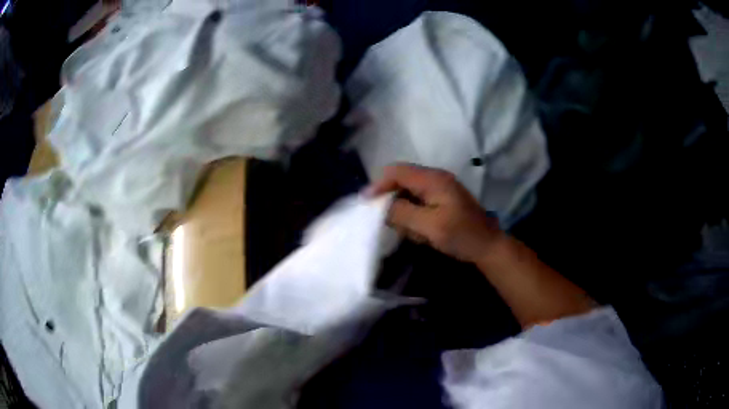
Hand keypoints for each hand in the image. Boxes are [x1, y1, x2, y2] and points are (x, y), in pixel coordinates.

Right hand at [366, 164, 502, 263]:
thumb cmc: (461, 235)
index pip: (397, 172)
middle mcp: (435, 179)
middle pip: (401, 181)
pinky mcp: (441, 201)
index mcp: (433, 179)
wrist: (488, 247)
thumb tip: (380, 205)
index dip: (379, 184)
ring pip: (408, 194)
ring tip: (413, 233)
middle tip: (392, 223)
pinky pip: (418, 204)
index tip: (367, 203)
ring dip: (404, 213)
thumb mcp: (430, 226)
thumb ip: (403, 213)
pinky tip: (421, 233)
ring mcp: (439, 189)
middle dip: (393, 202)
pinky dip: (413, 217)